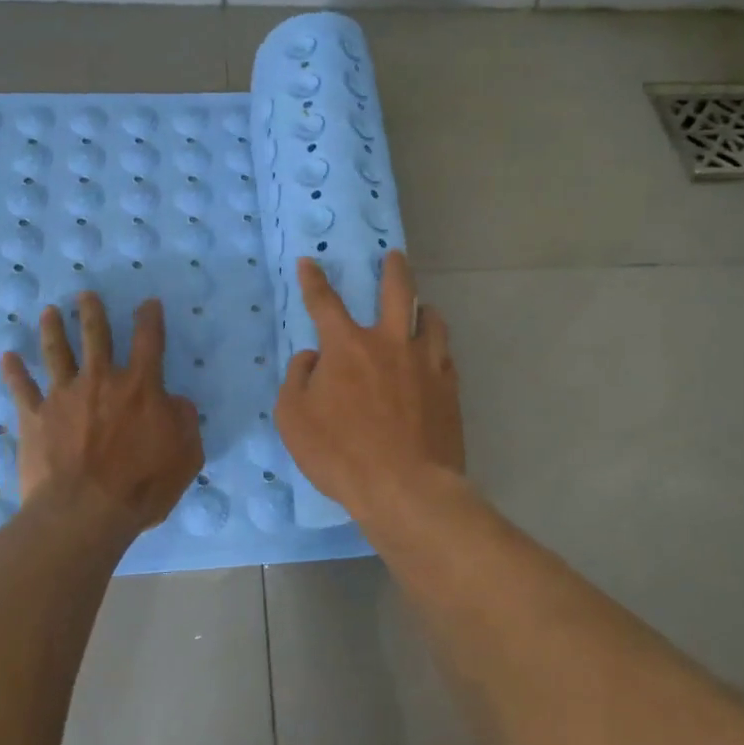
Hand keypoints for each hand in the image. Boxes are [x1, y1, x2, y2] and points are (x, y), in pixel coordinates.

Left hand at [0, 293, 203, 542]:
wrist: (84, 512)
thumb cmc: (142, 485)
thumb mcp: (187, 455)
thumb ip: (185, 421)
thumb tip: (176, 401)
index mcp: (141, 387)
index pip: (149, 341)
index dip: (150, 318)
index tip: (148, 303)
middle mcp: (101, 381)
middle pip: (95, 336)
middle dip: (91, 312)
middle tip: (85, 295)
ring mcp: (64, 397)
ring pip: (56, 353)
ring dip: (52, 329)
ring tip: (49, 312)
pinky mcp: (35, 418)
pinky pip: (21, 389)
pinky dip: (13, 372)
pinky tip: (7, 357)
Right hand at [275, 251, 463, 519]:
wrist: (406, 488)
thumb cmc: (341, 454)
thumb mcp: (293, 419)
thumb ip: (298, 379)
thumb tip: (312, 358)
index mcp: (347, 347)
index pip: (324, 303)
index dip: (313, 281)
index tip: (308, 262)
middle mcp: (390, 344)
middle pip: (396, 291)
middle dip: (393, 269)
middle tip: (394, 256)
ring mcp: (426, 363)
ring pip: (431, 319)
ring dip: (423, 307)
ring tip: (422, 307)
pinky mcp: (449, 387)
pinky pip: (445, 354)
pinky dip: (436, 345)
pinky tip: (435, 353)